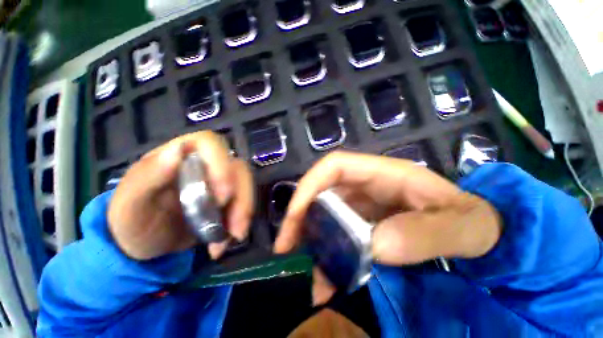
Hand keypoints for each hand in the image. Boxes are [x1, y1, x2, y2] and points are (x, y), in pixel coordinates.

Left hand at [108, 131, 253, 260]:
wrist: (144, 244)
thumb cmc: (132, 220)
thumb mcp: (130, 204)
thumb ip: (147, 176)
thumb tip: (178, 149)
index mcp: (180, 155)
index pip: (210, 144)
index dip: (222, 165)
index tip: (221, 197)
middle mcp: (206, 164)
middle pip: (237, 169)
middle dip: (241, 198)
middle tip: (234, 229)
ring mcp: (220, 182)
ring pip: (245, 187)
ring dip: (243, 213)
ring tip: (231, 238)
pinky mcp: (227, 199)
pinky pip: (243, 204)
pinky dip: (239, 223)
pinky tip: (223, 242)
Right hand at [274, 151, 501, 304]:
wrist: (483, 234)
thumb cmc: (475, 222)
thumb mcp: (464, 226)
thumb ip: (428, 233)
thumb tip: (375, 246)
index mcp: (382, 174)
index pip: (334, 166)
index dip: (310, 184)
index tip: (295, 215)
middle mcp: (365, 186)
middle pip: (321, 191)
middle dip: (301, 215)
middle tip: (287, 247)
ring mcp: (362, 206)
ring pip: (325, 216)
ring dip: (313, 242)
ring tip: (309, 275)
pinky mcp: (363, 225)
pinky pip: (337, 236)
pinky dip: (329, 258)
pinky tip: (328, 284)